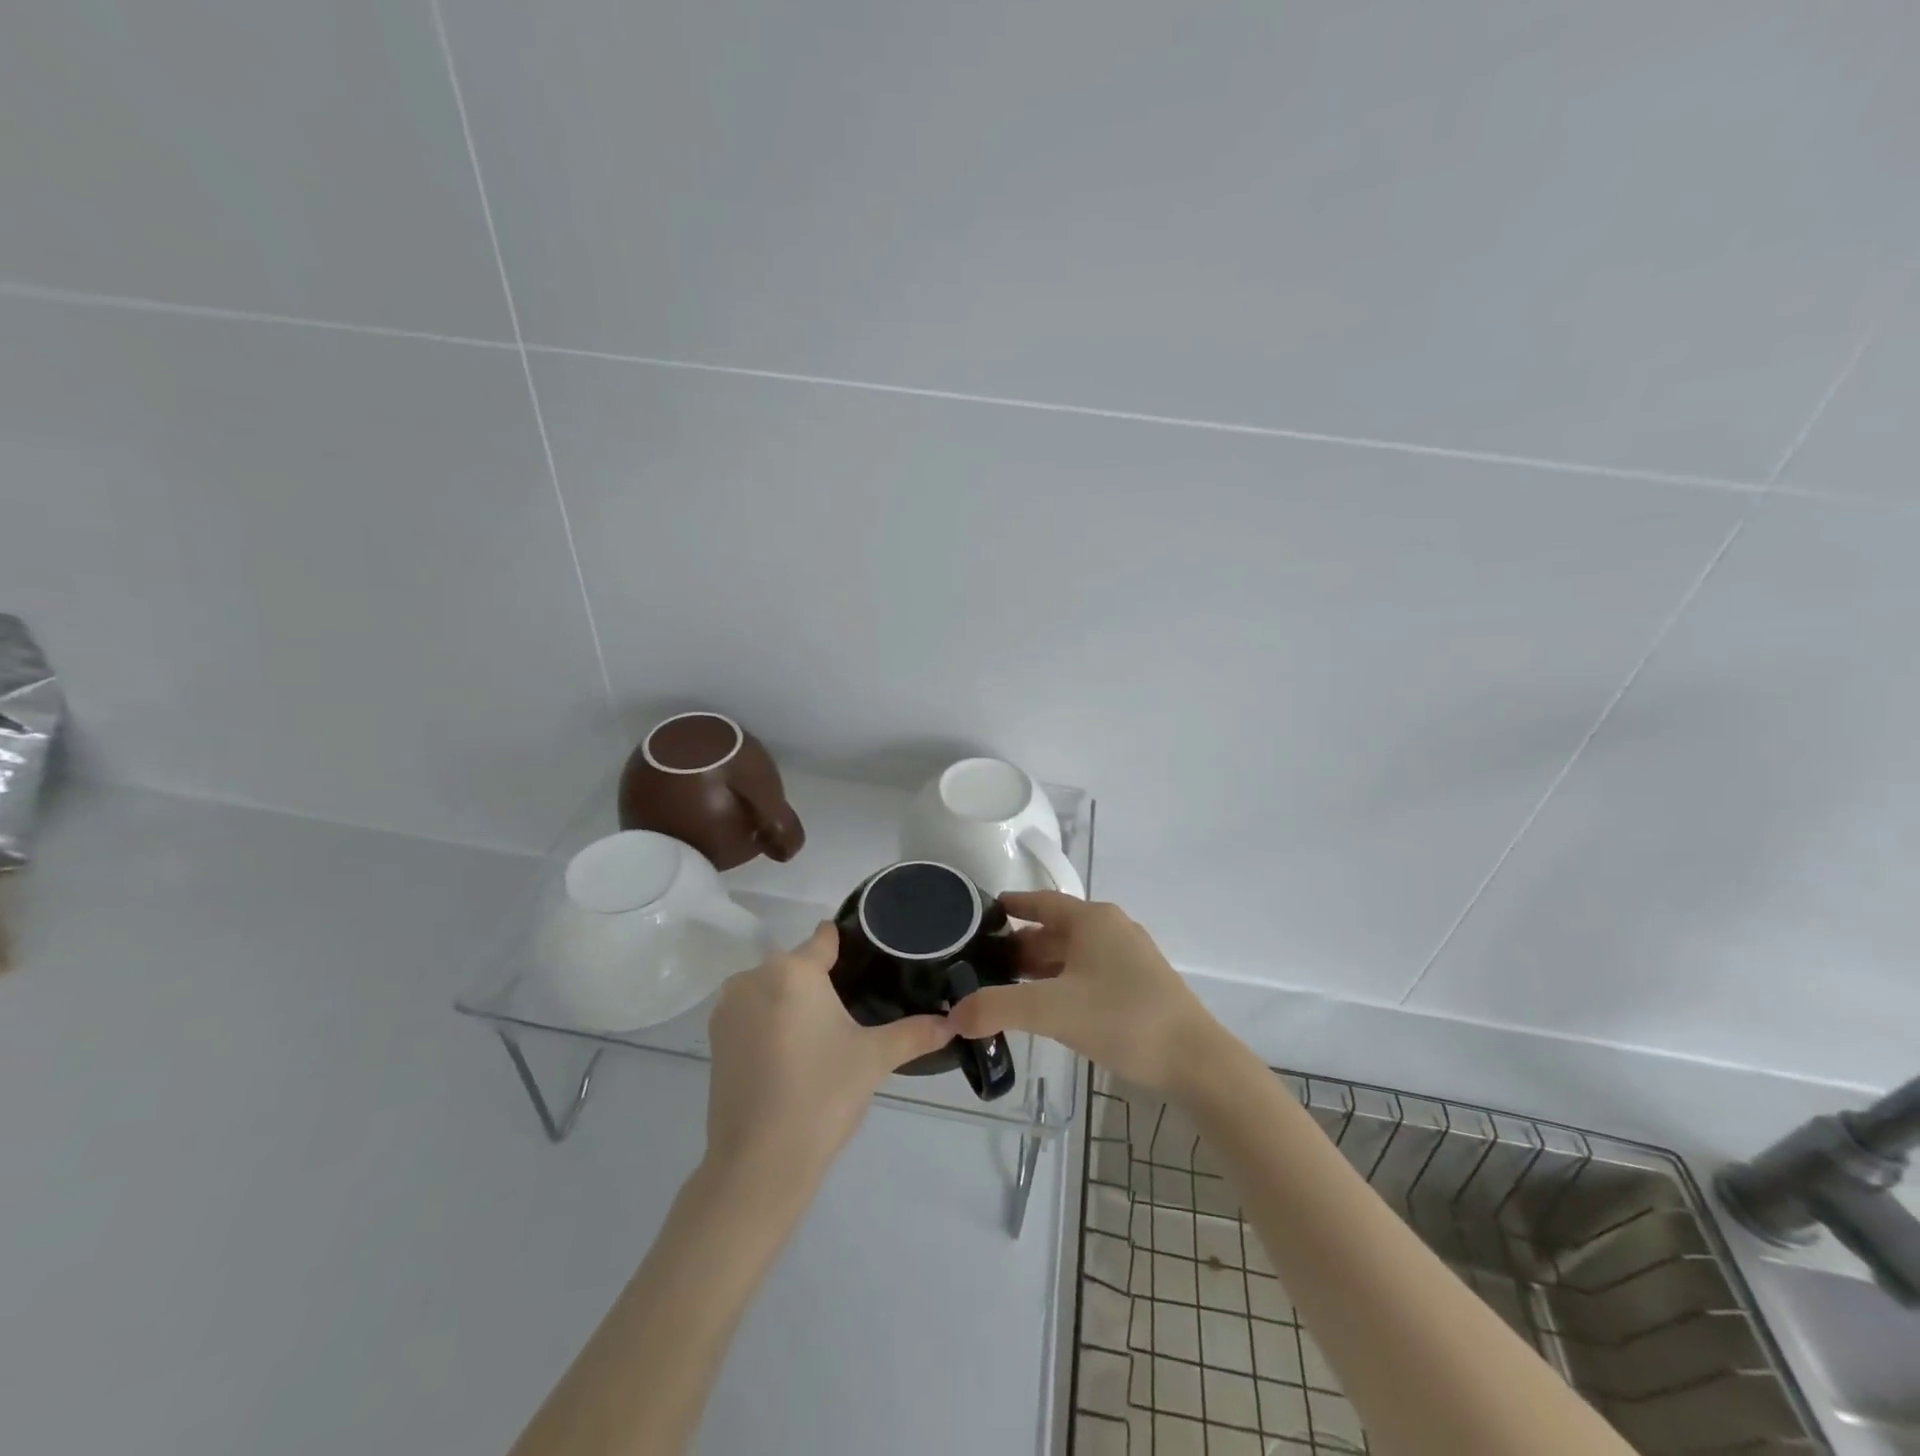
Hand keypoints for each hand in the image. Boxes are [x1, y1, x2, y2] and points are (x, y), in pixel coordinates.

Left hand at [704, 921, 952, 1192]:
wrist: (758, 1164)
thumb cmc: (822, 1096)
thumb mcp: (875, 1059)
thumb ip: (916, 1033)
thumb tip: (953, 1023)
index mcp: (793, 970)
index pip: (824, 939)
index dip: (848, 947)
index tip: (869, 961)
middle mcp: (754, 976)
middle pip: (797, 964)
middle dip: (822, 980)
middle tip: (853, 1010)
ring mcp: (728, 1008)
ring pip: (772, 988)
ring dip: (793, 1001)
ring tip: (824, 1034)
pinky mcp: (715, 1038)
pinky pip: (751, 1012)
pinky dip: (770, 1022)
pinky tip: (793, 1053)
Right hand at [947, 892, 1222, 1094]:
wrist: (1195, 1061)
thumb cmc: (1123, 1018)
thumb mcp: (1053, 1011)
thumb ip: (998, 1008)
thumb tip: (953, 1015)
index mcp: (1092, 920)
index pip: (1040, 901)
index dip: (1011, 906)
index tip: (980, 915)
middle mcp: (1110, 929)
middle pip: (1054, 930)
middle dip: (1019, 946)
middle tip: (982, 964)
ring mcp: (1128, 957)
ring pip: (1072, 954)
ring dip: (1040, 967)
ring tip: (1005, 987)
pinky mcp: (1138, 984)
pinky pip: (1088, 972)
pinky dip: (1061, 982)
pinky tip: (1046, 1006)